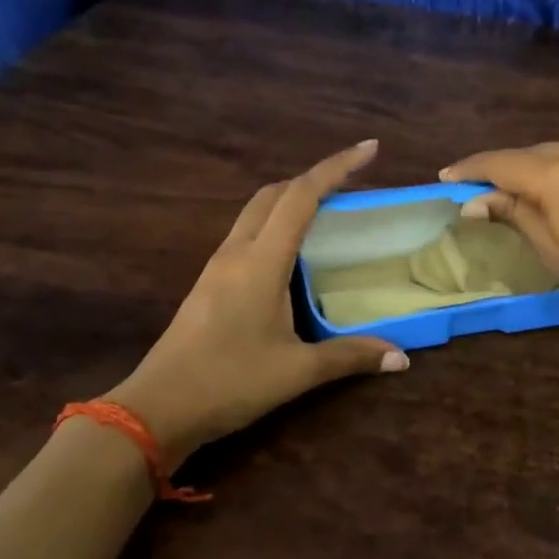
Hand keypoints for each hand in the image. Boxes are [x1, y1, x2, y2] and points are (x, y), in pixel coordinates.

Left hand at [108, 141, 406, 461]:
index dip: (337, 167)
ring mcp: (218, 266)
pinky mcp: (210, 283)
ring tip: (329, 213)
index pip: (302, 196)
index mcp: (261, 262)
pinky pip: (248, 235)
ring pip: (257, 212)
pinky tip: (294, 254)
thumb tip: (401, 358)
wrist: (157, 409)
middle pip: (275, 194)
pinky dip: (276, 226)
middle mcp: (237, 252)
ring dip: (292, 201)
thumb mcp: (297, 372)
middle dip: (315, 178)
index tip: (370, 149)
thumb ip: (350, 357)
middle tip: (353, 183)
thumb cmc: (229, 382)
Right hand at [441, 139, 558, 338]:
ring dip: (541, 168)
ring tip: (530, 193)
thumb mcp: (554, 253)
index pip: (500, 163)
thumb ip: (514, 215)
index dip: (470, 169)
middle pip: (532, 153)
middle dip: (506, 170)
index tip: (447, 177)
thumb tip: (474, 200)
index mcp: (557, 173)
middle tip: (486, 192)